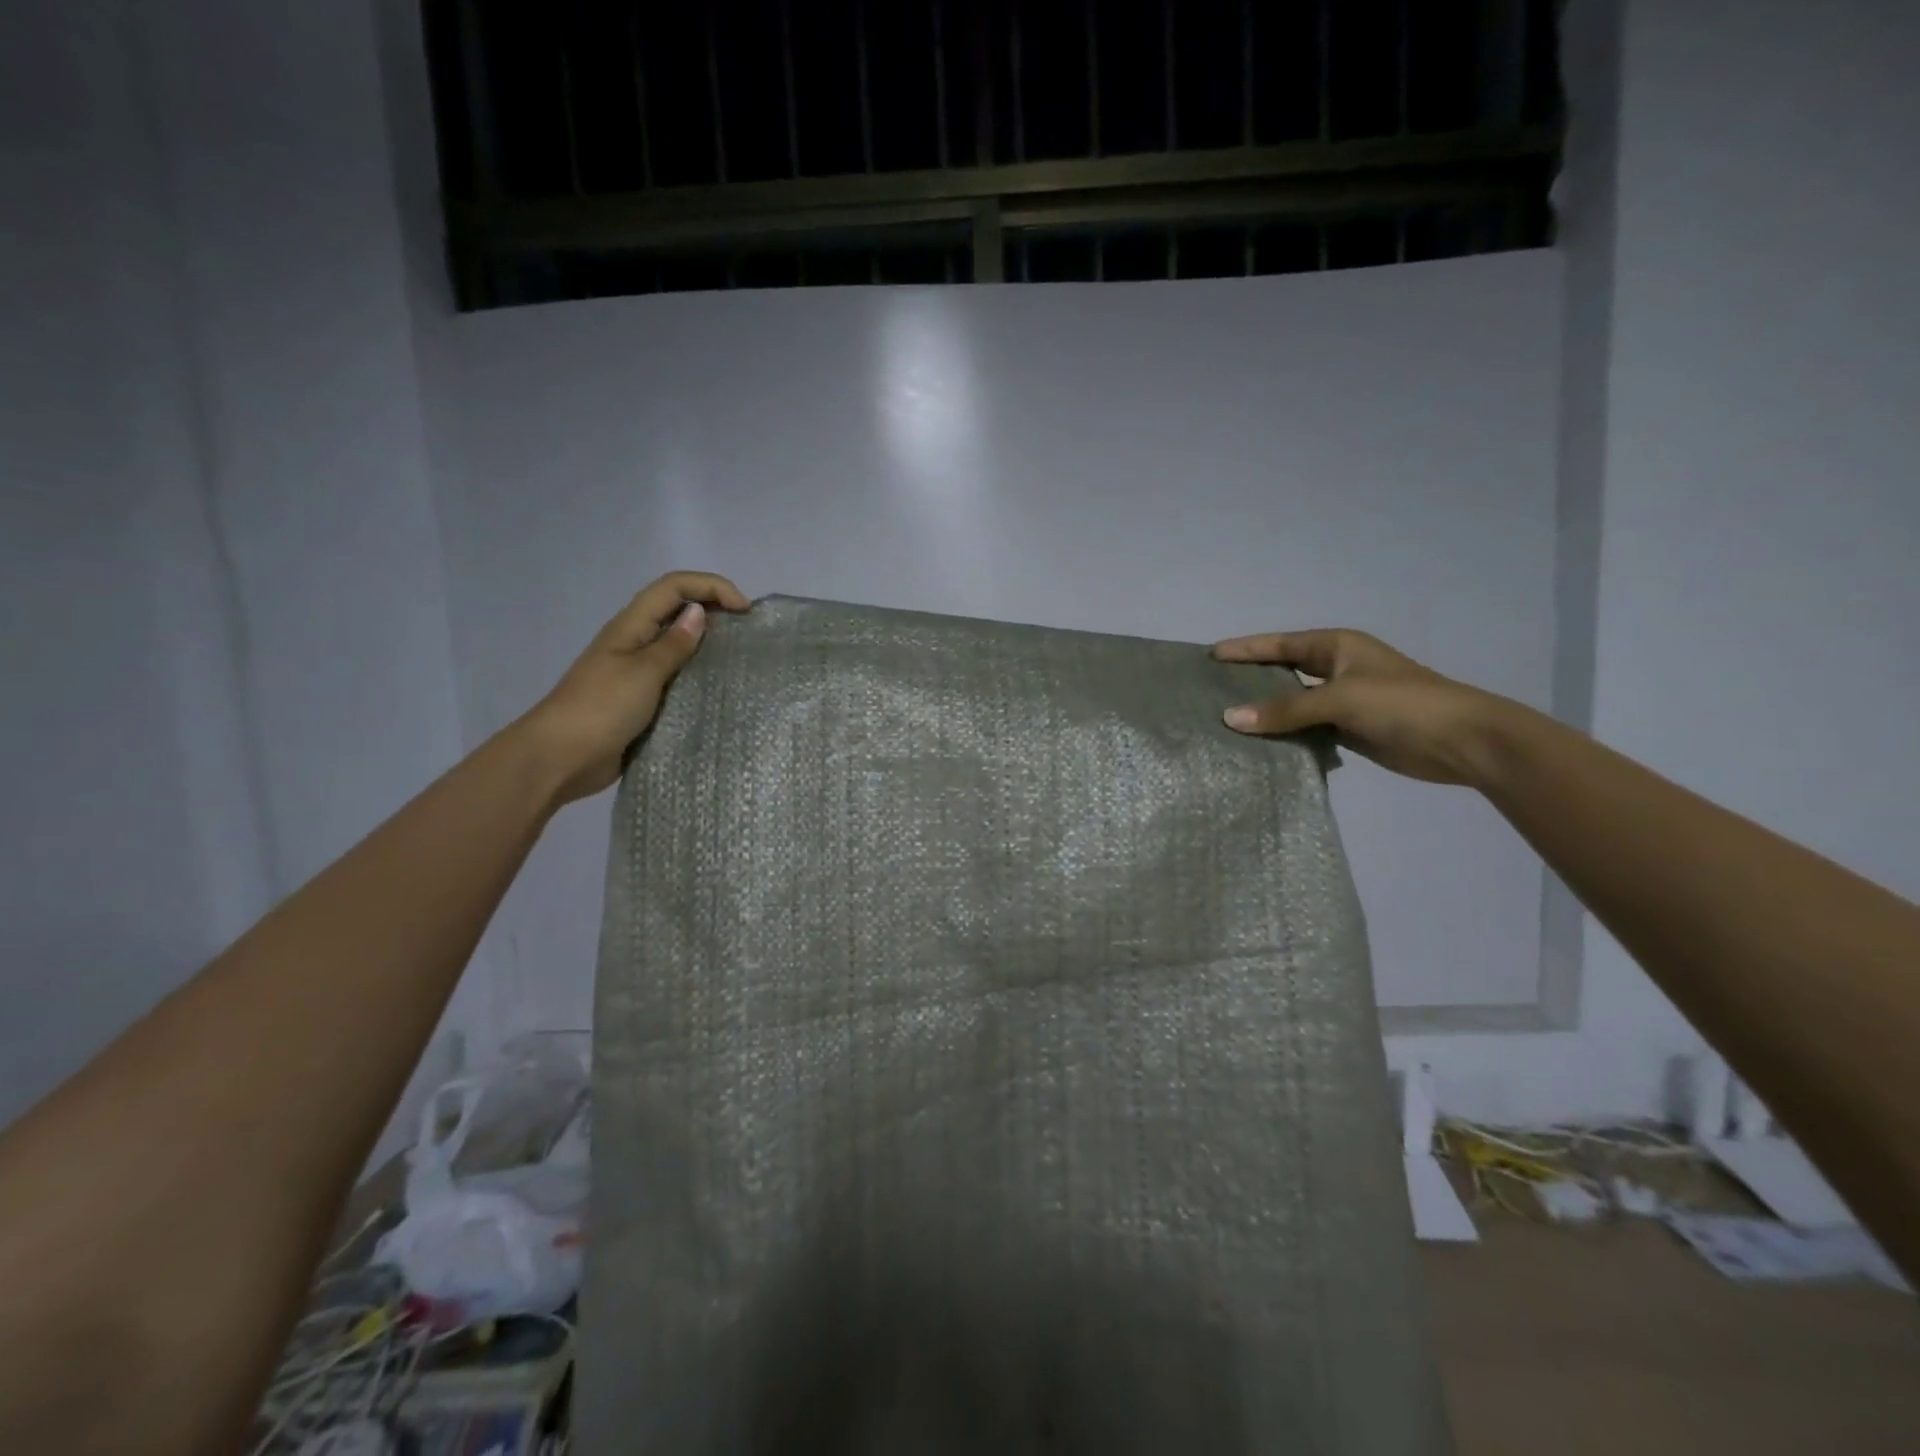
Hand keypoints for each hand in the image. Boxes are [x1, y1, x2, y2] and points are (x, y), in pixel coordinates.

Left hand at [516, 572, 750, 804]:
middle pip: (676, 609)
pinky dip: (697, 675)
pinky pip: (675, 677)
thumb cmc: (601, 709)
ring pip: (677, 644)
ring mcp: (636, 672)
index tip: (744, 609)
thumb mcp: (643, 673)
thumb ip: (673, 645)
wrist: (561, 758)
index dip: (711, 586)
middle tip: (747, 631)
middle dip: (713, 609)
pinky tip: (717, 689)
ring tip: (739, 659)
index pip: (674, 587)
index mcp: (630, 626)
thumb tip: (698, 613)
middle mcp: (634, 642)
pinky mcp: (641, 700)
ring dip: (707, 644)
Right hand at [1211, 629, 1515, 785]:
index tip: (1210, 655)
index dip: (1246, 648)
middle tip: (1210, 689)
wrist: (1463, 741)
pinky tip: (1258, 744)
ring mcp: (1344, 700)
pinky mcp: (1350, 729)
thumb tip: (1230, 717)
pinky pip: (1306, 728)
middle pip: (1284, 671)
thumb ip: (1285, 709)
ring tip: (1225, 719)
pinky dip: (1284, 734)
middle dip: (1250, 679)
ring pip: (1293, 703)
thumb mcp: (1340, 699)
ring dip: (1266, 711)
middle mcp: (1338, 669)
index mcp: (1338, 647)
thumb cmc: (1402, 705)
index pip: (1280, 644)